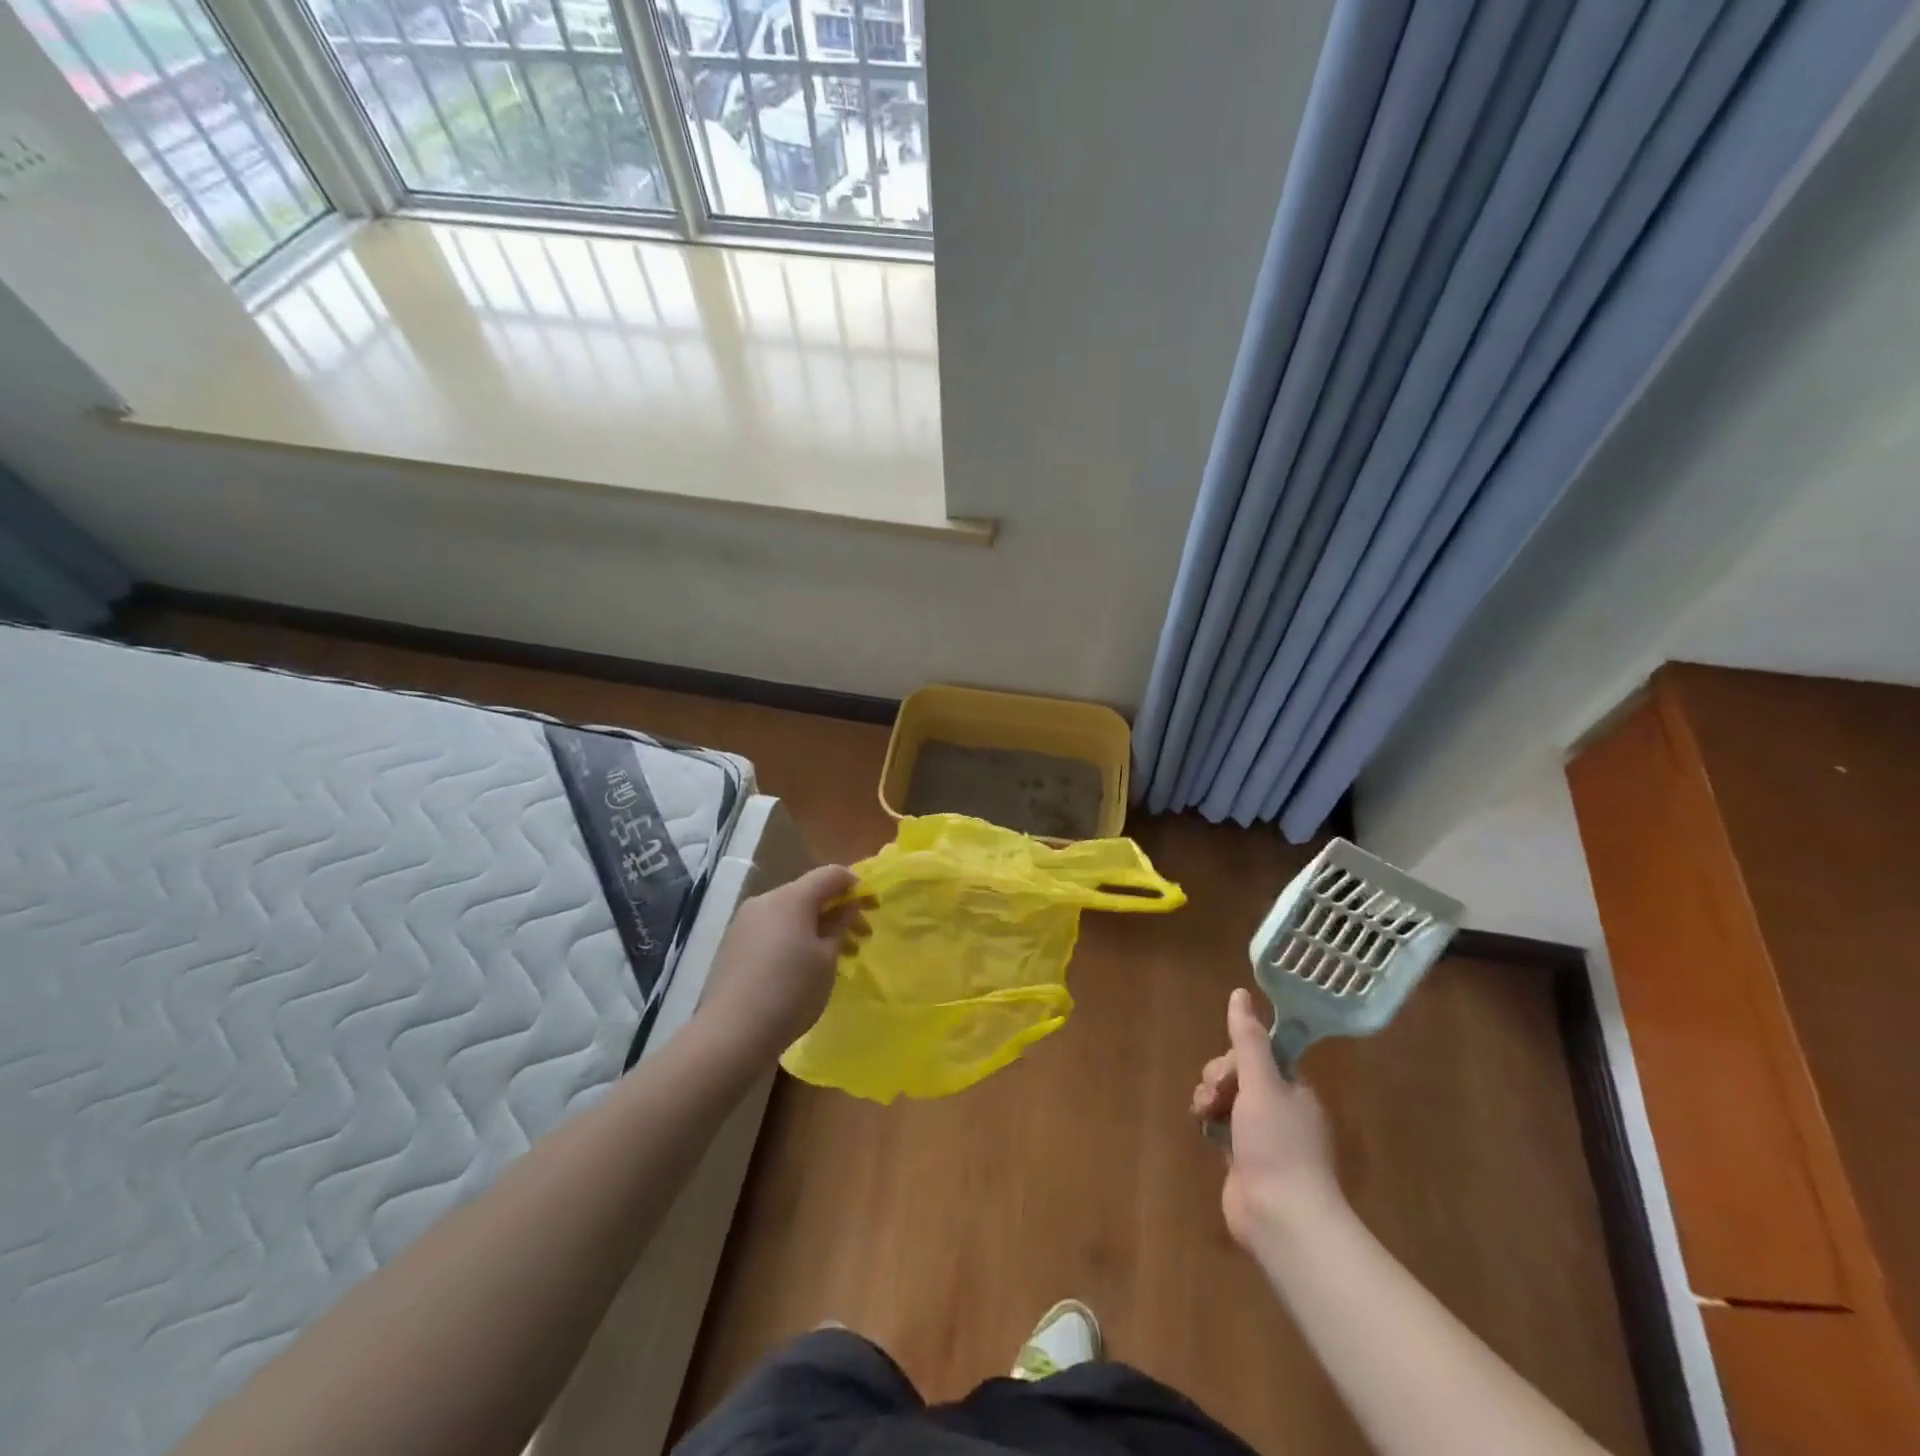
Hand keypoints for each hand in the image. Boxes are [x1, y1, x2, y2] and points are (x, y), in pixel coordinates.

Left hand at [697, 865, 870, 1064]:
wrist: (730, 1036)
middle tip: (861, 938)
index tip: (874, 908)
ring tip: (836, 957)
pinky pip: (772, 932)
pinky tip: (803, 968)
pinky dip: (794, 940)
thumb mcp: (827, 960)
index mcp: (790, 898)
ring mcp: (744, 924)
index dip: (856, 886)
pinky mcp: (733, 947)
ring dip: (816, 928)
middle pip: (808, 894)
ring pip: (789, 915)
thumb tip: (848, 906)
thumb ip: (840, 926)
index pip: (831, 875)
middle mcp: (764, 902)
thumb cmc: (790, 992)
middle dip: (837, 911)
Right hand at [1191, 987, 1344, 1254]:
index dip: (1237, 1057)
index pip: (1258, 1054)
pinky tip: (1202, 1129)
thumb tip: (1239, 992)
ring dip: (1209, 1098)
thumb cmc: (1277, 1145)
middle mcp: (1280, 1109)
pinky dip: (1209, 1123)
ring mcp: (1261, 1136)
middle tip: (1217, 1096)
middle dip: (1219, 1079)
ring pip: (1225, 1098)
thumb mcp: (1262, 1083)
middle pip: (1238, 1074)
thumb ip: (1247, 1039)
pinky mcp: (1242, 1159)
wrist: (1281, 1218)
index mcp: (1293, 1090)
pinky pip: (1220, 1125)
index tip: (1230, 1070)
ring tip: (1205, 1115)